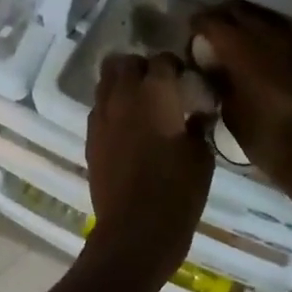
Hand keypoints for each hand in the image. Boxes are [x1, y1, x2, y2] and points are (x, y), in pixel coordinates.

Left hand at [84, 53, 213, 288]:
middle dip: (141, 67)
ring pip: (105, 81)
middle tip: (160, 86)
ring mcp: (101, 116)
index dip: (175, 66)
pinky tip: (127, 128)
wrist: (134, 232)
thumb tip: (197, 114)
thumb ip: (198, 126)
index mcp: (155, 92)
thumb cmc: (177, 192)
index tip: (186, 80)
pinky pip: (99, 108)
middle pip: (125, 62)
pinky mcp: (90, 137)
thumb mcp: (202, 157)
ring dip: (122, 84)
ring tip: (141, 104)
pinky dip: (112, 107)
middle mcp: (123, 95)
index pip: (162, 60)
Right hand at [190, 2, 291, 204]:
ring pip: (264, 18)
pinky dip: (270, 37)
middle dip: (222, 17)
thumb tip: (213, 68)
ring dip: (248, 23)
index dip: (197, 26)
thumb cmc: (266, 138)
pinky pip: (284, 35)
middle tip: (212, 35)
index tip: (191, 36)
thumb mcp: (230, 112)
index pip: (211, 21)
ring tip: (238, 42)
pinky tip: (265, 55)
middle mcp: (266, 36)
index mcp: (239, 48)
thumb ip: (219, 82)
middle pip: (238, 11)